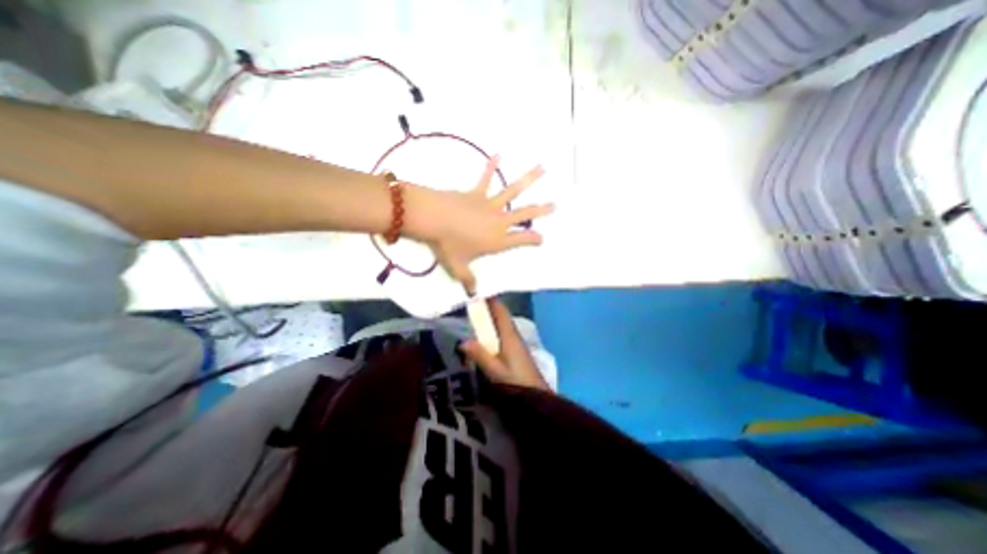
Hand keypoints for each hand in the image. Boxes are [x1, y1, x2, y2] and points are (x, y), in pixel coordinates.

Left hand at [402, 155, 554, 293]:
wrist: (433, 219)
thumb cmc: (448, 245)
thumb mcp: (458, 267)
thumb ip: (467, 280)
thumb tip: (472, 294)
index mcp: (498, 240)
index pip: (521, 240)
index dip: (533, 239)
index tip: (542, 238)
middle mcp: (499, 221)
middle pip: (524, 214)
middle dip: (541, 210)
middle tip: (554, 204)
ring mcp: (489, 205)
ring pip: (513, 191)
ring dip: (529, 179)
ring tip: (543, 168)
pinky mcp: (476, 193)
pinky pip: (485, 178)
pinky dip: (491, 166)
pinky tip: (498, 154)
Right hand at [458, 302, 552, 391]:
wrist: (537, 396)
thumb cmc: (516, 382)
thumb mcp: (495, 370)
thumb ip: (480, 355)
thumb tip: (463, 341)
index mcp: (509, 335)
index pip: (500, 312)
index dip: (491, 301)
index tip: (478, 293)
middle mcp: (514, 335)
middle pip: (502, 316)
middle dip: (489, 308)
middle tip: (473, 303)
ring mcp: (517, 342)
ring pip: (503, 324)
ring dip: (491, 319)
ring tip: (476, 316)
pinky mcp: (517, 350)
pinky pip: (504, 333)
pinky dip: (494, 330)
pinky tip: (487, 336)